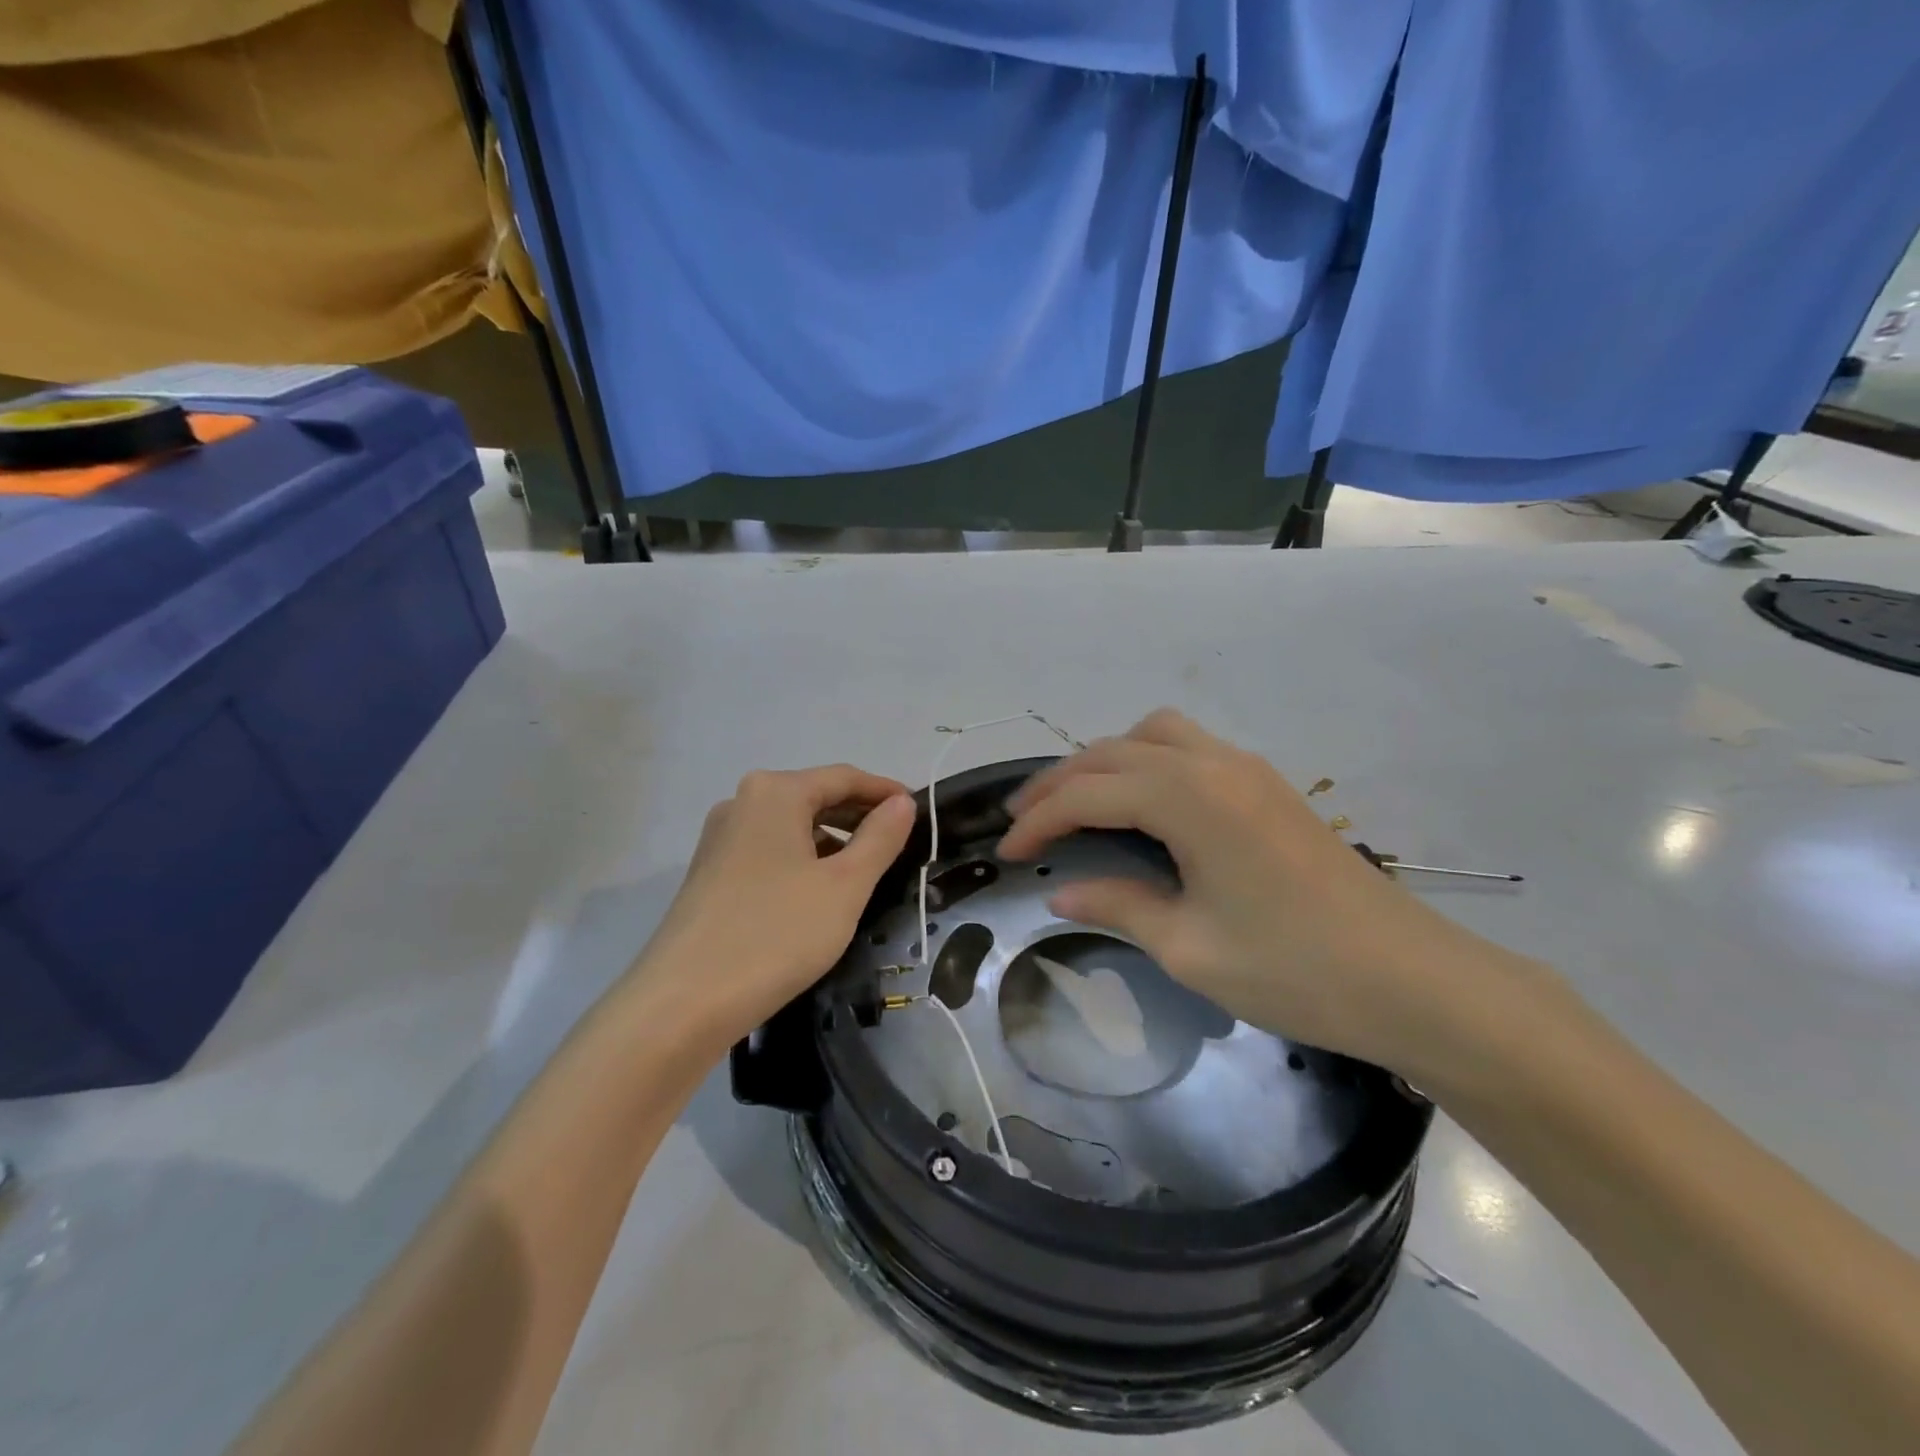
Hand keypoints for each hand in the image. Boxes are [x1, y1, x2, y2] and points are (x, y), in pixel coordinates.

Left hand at [639, 765, 914, 1046]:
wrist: (683, 1003)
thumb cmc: (776, 934)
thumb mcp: (845, 886)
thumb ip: (880, 838)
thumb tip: (902, 803)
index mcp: (775, 792)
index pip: (843, 777)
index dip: (885, 791)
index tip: (920, 811)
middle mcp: (742, 802)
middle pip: (814, 796)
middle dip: (859, 816)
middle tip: (900, 843)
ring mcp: (720, 838)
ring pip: (791, 826)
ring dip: (832, 840)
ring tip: (866, 871)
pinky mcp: (710, 872)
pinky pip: (769, 851)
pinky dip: (802, 860)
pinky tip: (820, 892)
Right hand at [997, 709, 1550, 1080]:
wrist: (1413, 980)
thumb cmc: (1294, 969)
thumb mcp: (1188, 946)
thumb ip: (1117, 905)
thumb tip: (1060, 891)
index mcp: (1187, 797)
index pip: (1087, 794)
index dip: (1038, 821)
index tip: (1005, 853)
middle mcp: (1212, 763)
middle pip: (1111, 753)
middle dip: (1058, 784)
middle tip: (1023, 823)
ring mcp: (1245, 768)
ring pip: (1152, 735)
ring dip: (1104, 762)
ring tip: (1077, 803)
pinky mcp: (1266, 785)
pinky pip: (1187, 748)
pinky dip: (1145, 763)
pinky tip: (1140, 805)